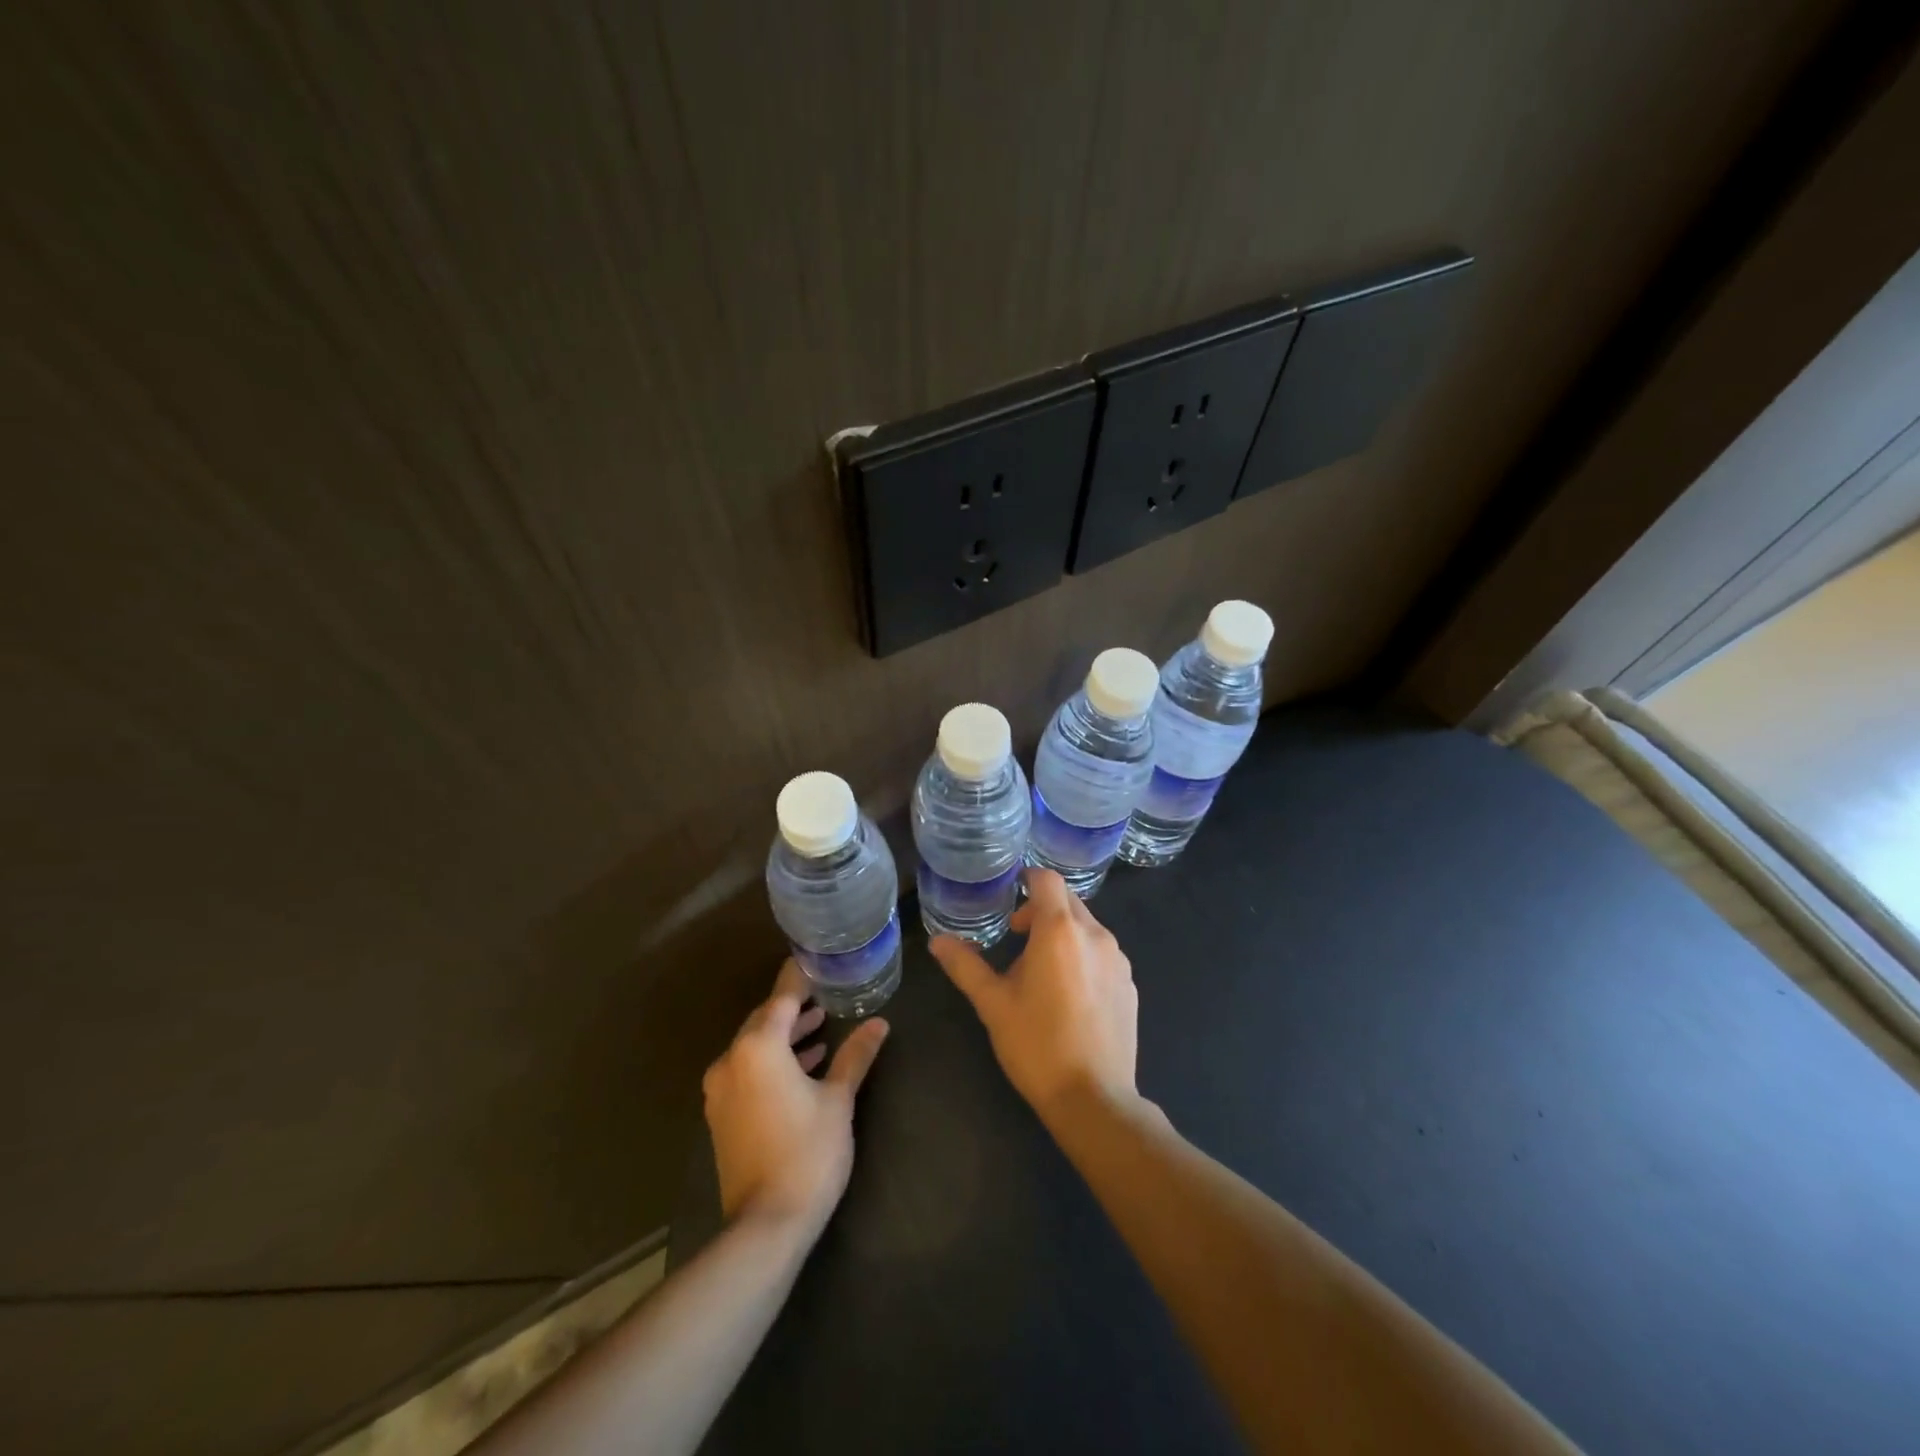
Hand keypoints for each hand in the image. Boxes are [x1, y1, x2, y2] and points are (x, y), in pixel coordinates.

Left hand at [703, 960, 889, 1236]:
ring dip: (785, 1036)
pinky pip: (747, 1071)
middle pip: (764, 1021)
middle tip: (826, 996)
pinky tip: (802, 1068)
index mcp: (758, 1048)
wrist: (765, 1225)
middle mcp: (731, 1061)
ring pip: (754, 1047)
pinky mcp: (721, 1115)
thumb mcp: (838, 1100)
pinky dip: (772, 1062)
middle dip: (794, 1008)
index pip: (782, 998)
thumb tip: (879, 1023)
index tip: (817, 960)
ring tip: (820, 1030)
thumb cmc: (807, 1153)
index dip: (800, 978)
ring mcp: (721, 1090)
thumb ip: (855, 1056)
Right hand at [929, 868, 1138, 1122]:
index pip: (1047, 879)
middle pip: (1068, 901)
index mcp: (1060, 930)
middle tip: (1017, 935)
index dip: (1028, 878)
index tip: (1010, 893)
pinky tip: (1069, 994)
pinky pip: (1103, 953)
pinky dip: (1083, 956)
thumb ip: (965, 965)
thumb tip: (938, 941)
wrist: (1093, 1099)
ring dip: (1063, 933)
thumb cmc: (1036, 1044)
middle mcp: (1095, 935)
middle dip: (1042, 908)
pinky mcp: (1130, 984)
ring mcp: (1118, 960)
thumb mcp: (993, 1004)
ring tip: (1040, 969)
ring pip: (1087, 927)